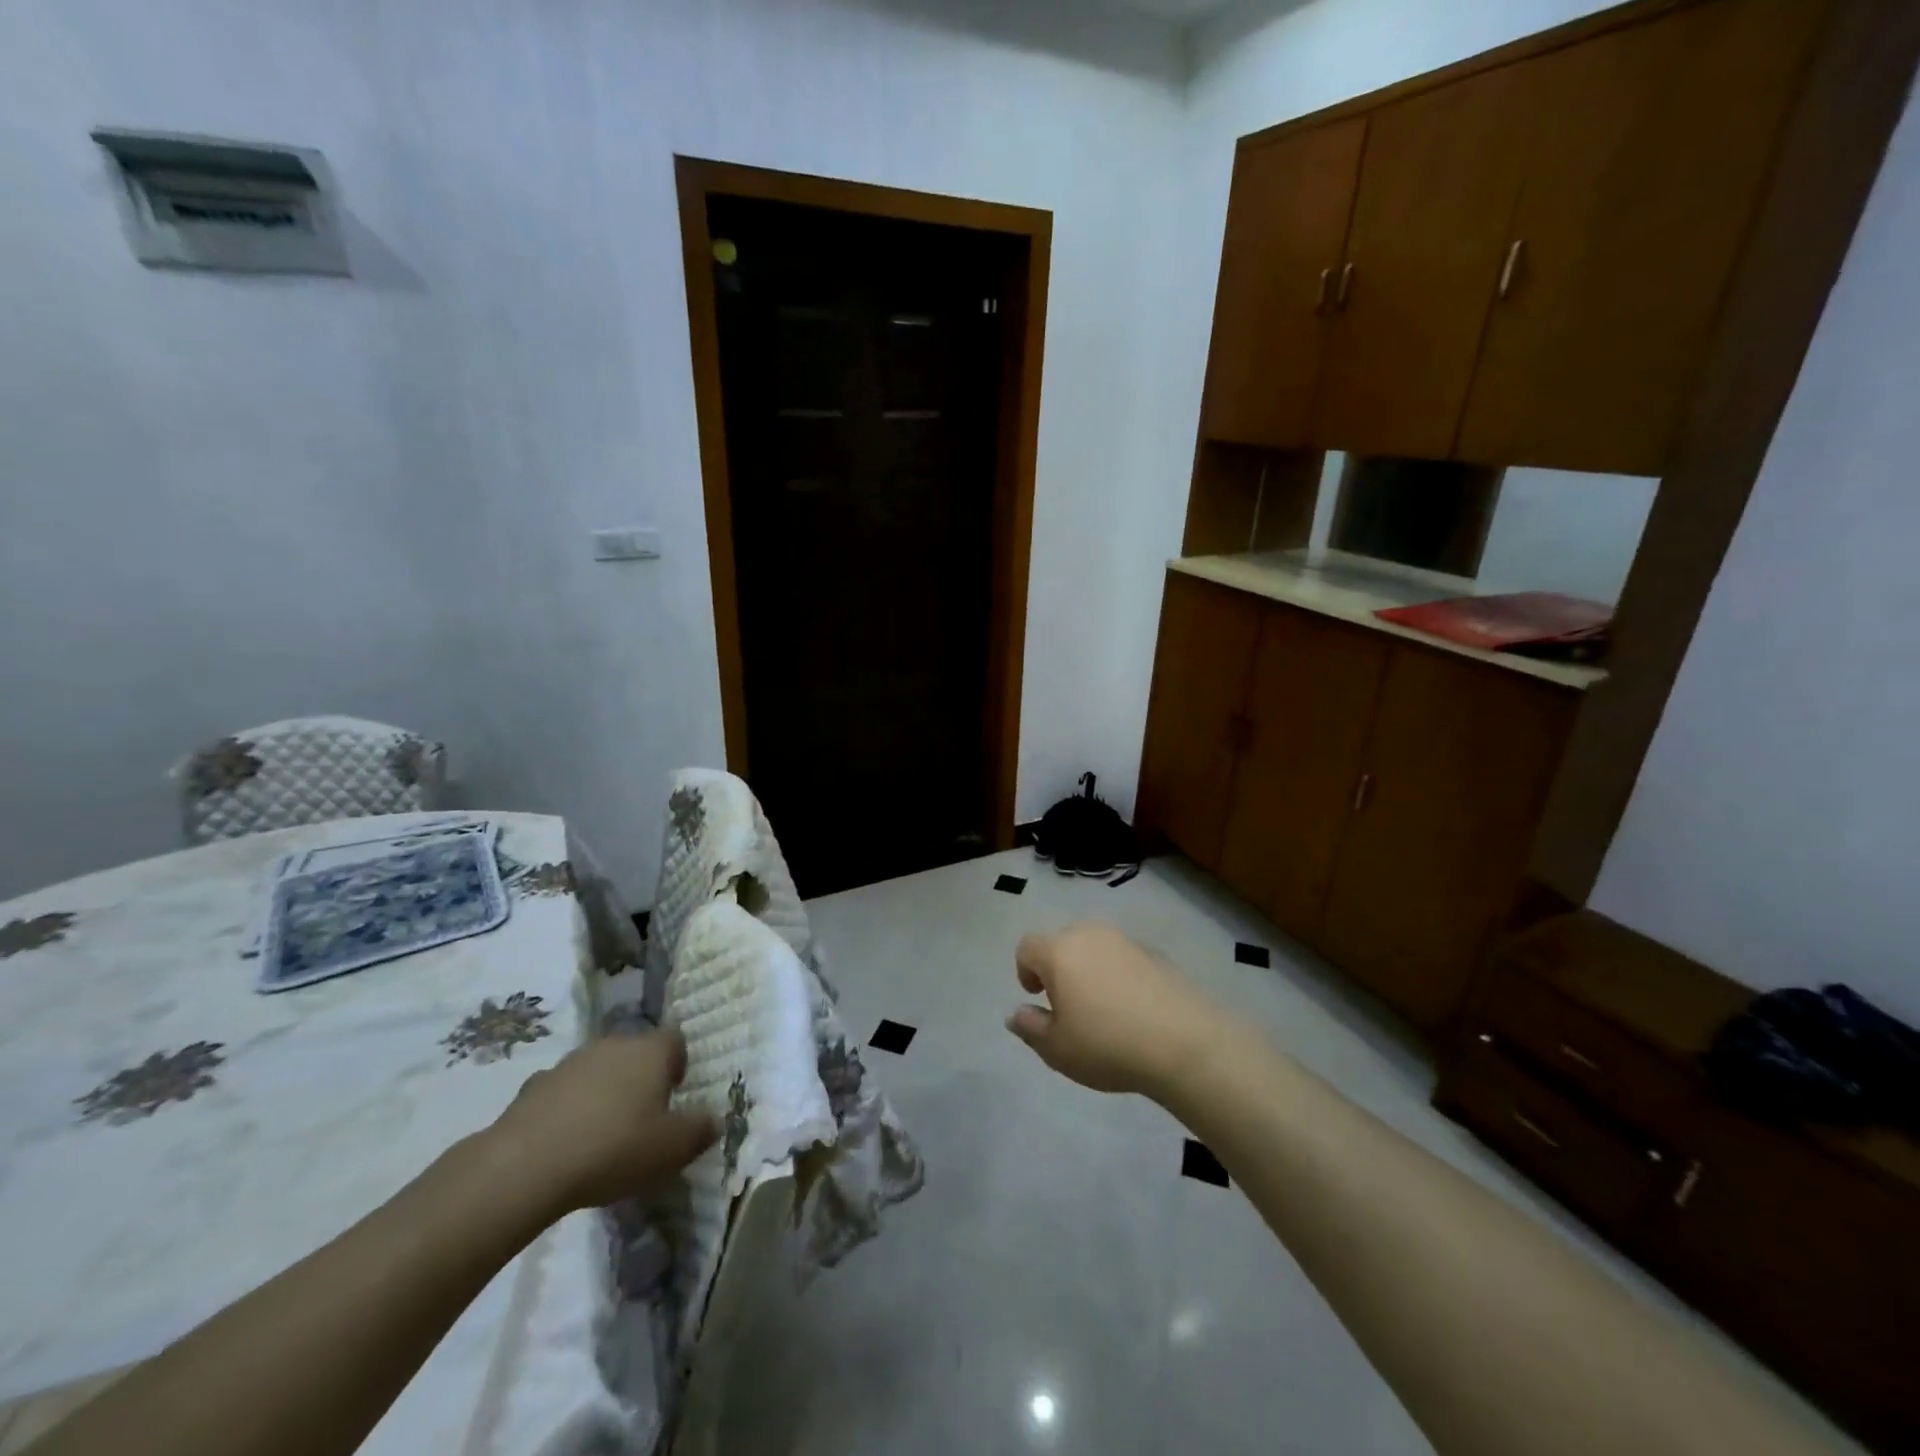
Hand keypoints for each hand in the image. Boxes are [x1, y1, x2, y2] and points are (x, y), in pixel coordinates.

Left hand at [488, 1030, 716, 1211]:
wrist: (525, 1166)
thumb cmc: (614, 1148)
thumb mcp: (673, 1148)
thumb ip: (701, 1130)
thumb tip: (714, 1120)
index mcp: (651, 1051)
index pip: (676, 1041)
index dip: (679, 1066)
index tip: (674, 1097)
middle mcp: (614, 1043)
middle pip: (636, 1053)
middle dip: (641, 1079)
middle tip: (642, 1119)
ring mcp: (571, 1061)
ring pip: (599, 1070)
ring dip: (604, 1092)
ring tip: (601, 1135)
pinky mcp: (533, 1085)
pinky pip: (563, 1092)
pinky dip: (568, 1109)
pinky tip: (565, 1144)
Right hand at [1006, 922, 1230, 1098]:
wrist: (1185, 1043)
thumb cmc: (1108, 1045)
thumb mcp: (1058, 1049)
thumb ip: (1030, 1027)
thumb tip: (1016, 1013)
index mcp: (1060, 952)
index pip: (1028, 946)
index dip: (1025, 970)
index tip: (1036, 997)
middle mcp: (1090, 935)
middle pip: (1062, 941)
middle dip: (1058, 967)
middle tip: (1068, 1005)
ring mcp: (1126, 941)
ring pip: (1095, 947)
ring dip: (1089, 968)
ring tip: (1102, 1008)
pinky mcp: (1156, 953)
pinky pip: (1124, 957)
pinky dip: (1119, 974)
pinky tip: (1133, 1009)